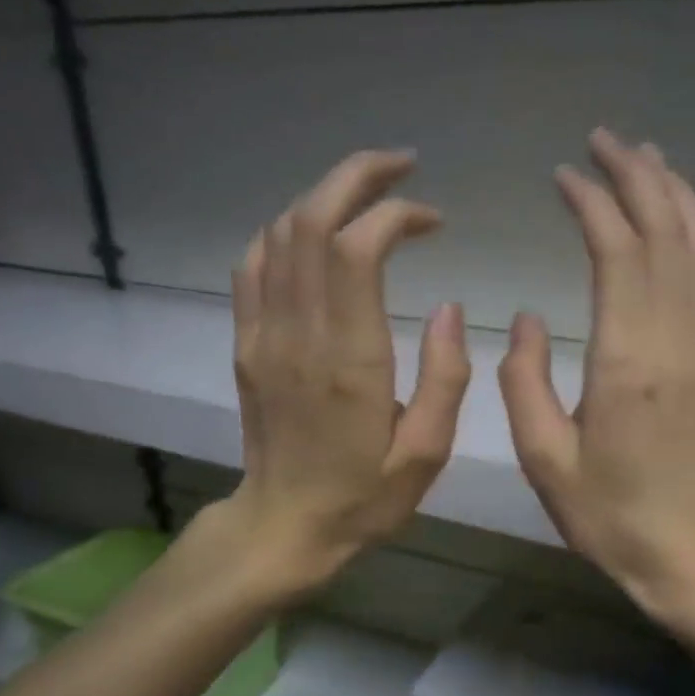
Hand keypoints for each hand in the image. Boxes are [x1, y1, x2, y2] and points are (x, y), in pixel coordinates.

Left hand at [201, 151, 470, 599]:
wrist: (283, 528)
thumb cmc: (363, 498)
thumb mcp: (425, 454)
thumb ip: (445, 378)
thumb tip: (448, 307)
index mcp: (349, 360)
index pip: (356, 248)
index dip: (395, 214)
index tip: (433, 221)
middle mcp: (299, 334)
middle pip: (311, 220)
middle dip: (357, 177)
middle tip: (402, 168)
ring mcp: (263, 335)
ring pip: (280, 233)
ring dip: (323, 197)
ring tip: (368, 194)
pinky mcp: (246, 344)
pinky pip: (254, 264)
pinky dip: (286, 231)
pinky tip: (316, 235)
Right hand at [501, 129, 694, 619]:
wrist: (683, 551)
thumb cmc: (605, 513)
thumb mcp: (543, 458)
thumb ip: (526, 380)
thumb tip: (528, 317)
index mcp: (626, 361)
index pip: (617, 252)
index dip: (592, 203)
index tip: (563, 175)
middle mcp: (674, 340)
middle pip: (665, 233)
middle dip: (636, 176)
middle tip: (604, 139)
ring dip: (672, 193)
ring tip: (643, 155)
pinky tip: (676, 215)